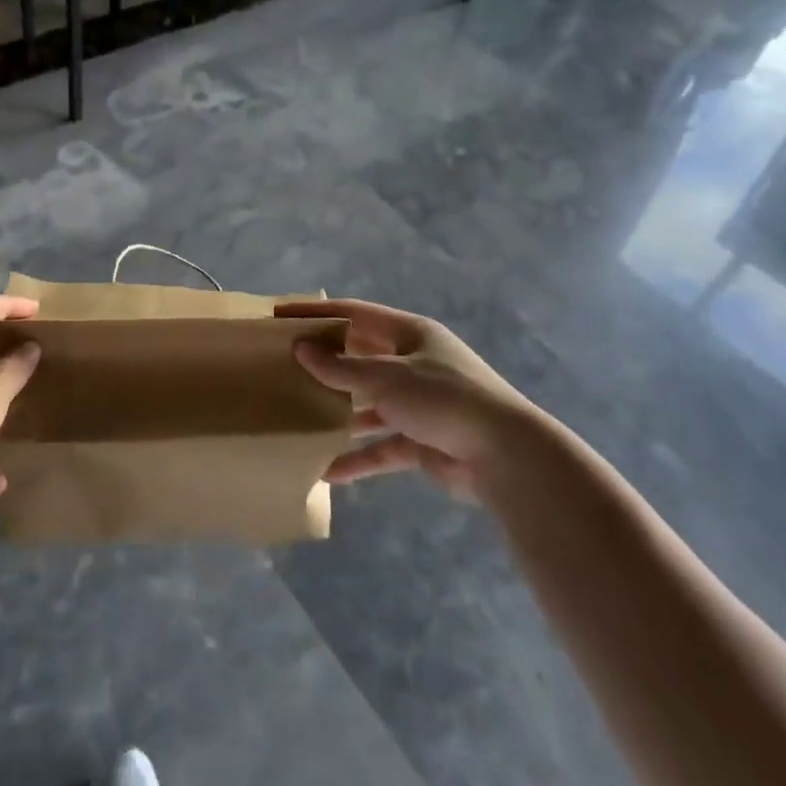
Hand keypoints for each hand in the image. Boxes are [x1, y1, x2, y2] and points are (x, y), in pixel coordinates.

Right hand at [277, 298, 534, 505]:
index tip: (280, 316)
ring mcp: (419, 403)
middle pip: (360, 358)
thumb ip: (341, 368)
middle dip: (326, 364)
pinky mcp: (422, 441)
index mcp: (410, 334)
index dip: (317, 314)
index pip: (354, 315)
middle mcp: (414, 363)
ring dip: (340, 413)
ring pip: (369, 404)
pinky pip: (382, 446)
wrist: (505, 455)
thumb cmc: (443, 398)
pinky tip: (328, 471)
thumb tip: (301, 349)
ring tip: (299, 417)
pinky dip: (360, 458)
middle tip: (284, 367)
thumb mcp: (387, 377)